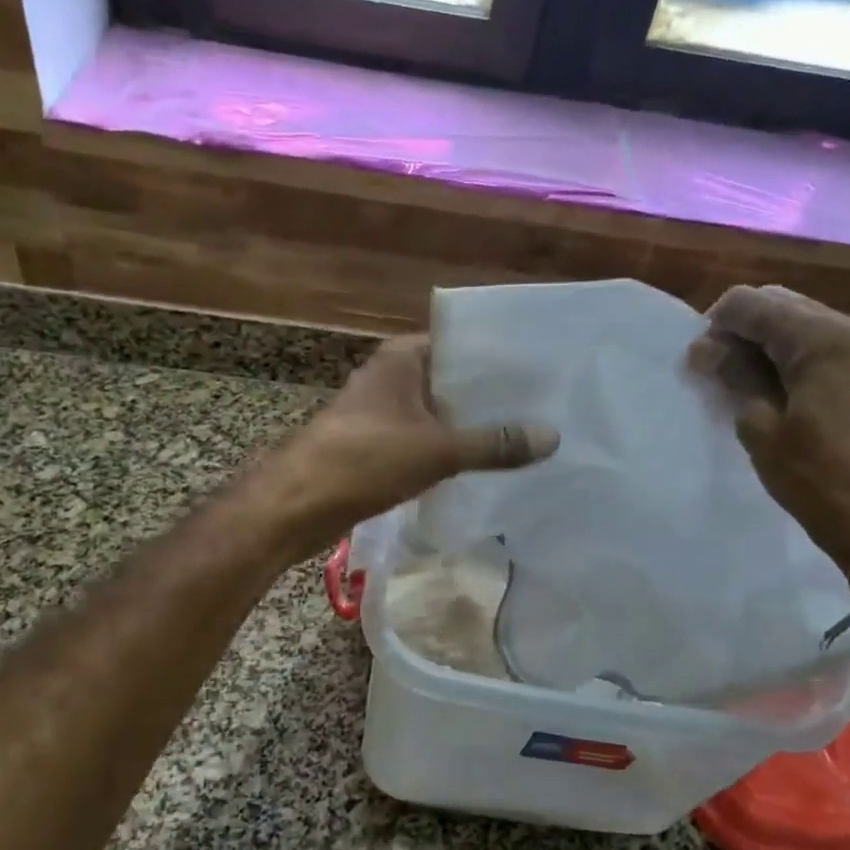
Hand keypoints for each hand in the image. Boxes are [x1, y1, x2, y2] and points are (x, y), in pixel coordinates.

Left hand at [261, 336, 558, 554]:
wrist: (297, 505)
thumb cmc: (364, 460)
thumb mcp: (438, 450)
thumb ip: (494, 444)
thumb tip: (552, 437)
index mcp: (401, 358)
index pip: (461, 344)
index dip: (499, 358)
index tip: (541, 372)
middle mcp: (391, 378)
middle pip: (452, 381)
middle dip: (491, 398)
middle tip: (546, 408)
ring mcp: (382, 414)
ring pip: (439, 414)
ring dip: (472, 427)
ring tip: (526, 436)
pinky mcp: (377, 448)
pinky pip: (424, 441)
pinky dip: (450, 450)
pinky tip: (485, 466)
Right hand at [688, 285, 849, 568]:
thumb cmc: (811, 475)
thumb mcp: (759, 425)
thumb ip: (733, 374)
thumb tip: (707, 347)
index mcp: (822, 339)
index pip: (753, 303)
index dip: (716, 325)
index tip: (701, 362)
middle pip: (780, 303)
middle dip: (742, 328)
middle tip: (718, 369)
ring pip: (803, 320)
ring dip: (767, 340)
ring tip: (745, 380)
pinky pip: (824, 342)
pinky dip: (794, 353)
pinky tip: (779, 387)